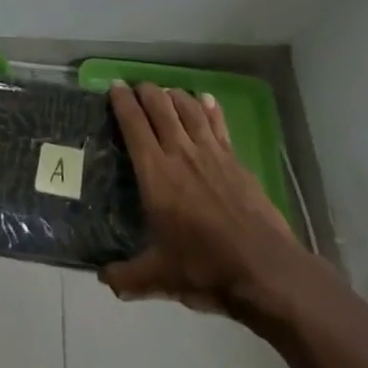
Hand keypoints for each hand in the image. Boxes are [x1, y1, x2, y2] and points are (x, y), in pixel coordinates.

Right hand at [102, 81, 304, 315]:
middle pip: (161, 107)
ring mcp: (212, 153)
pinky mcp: (235, 160)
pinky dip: (209, 108)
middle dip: (146, 91)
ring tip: (166, 91)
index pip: (134, 125)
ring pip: (189, 109)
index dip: (122, 102)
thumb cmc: (206, 269)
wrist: (264, 269)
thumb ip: (128, 277)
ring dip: (175, 95)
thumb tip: (103, 280)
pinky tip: (206, 99)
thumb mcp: (160, 278)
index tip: (114, 86)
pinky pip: (218, 124)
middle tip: (136, 87)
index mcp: (156, 174)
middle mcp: (181, 154)